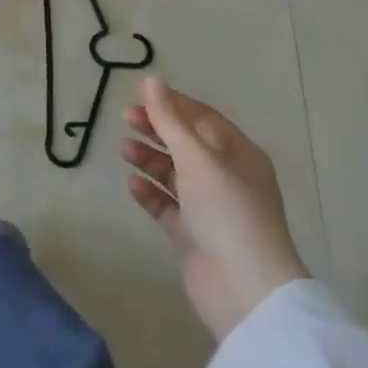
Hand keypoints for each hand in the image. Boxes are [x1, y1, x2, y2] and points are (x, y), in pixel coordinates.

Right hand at [122, 76, 308, 342]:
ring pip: (175, 174)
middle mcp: (226, 177)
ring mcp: (210, 208)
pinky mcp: (194, 236)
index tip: (138, 96)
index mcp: (239, 154)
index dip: (172, 104)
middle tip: (125, 118)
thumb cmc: (226, 211)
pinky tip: (132, 186)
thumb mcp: (197, 158)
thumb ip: (170, 119)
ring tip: (123, 150)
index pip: (202, 118)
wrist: (244, 289)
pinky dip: (150, 194)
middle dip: (157, 129)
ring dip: (150, 159)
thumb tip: (152, 79)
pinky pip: (168, 206)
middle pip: (186, 143)